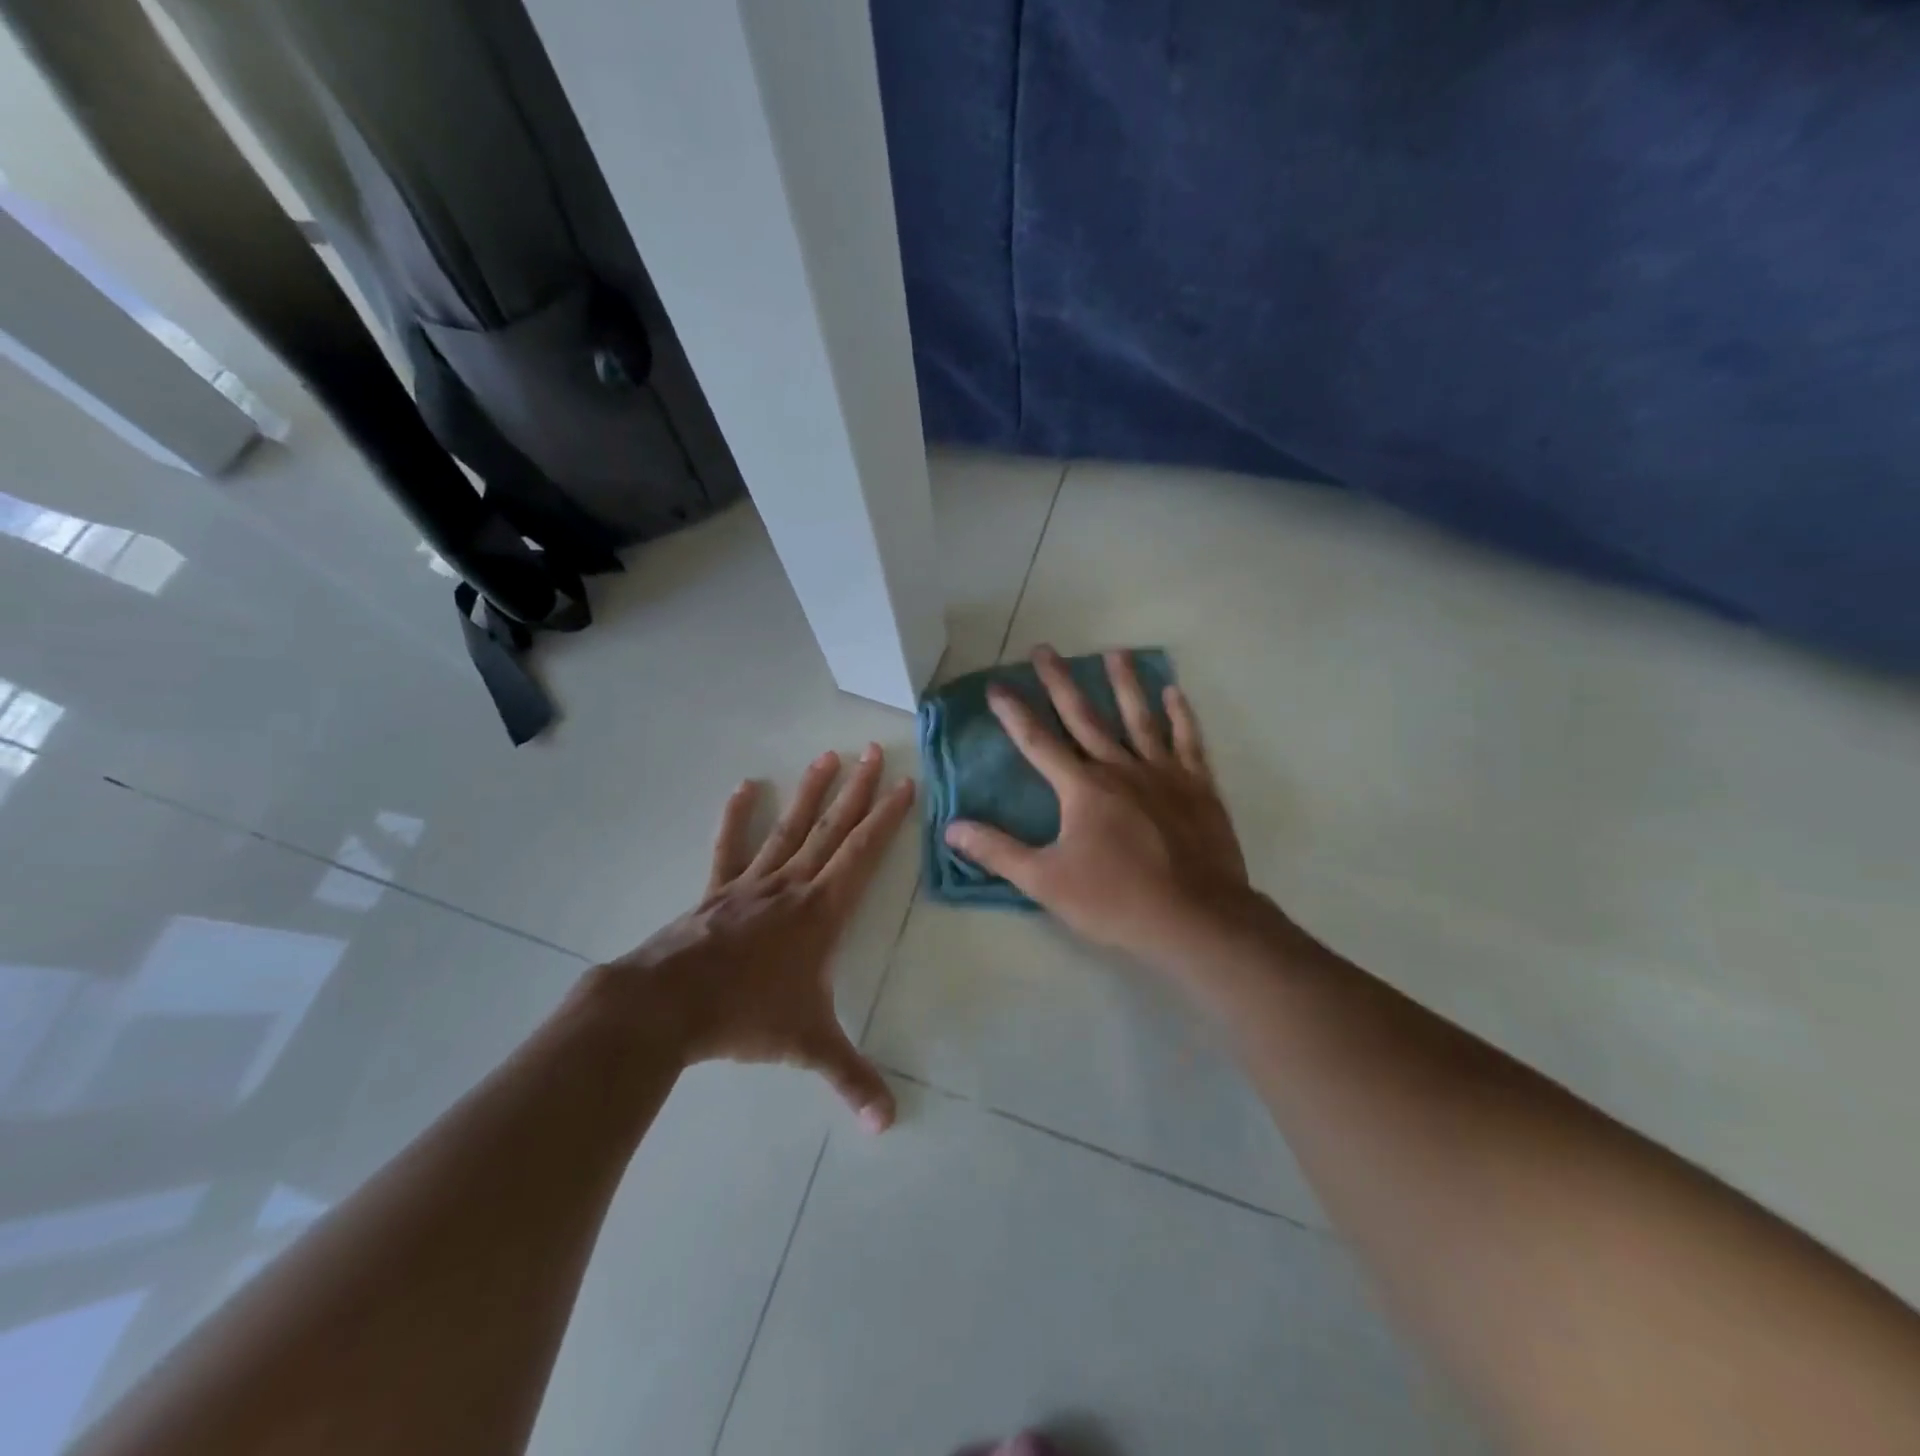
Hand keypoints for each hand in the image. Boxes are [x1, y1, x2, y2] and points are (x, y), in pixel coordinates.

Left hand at [594, 744, 913, 1131]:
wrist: (667, 1006)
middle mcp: (793, 886)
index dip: (887, 818)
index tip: (904, 783)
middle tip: (873, 749)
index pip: (865, 854)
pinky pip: (732, 847)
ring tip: (828, 756)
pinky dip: (739, 817)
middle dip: (857, 790)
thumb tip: (889, 1125)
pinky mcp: (717, 892)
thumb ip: (851, 1078)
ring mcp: (752, 884)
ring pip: (791, 828)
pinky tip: (746, 788)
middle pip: (833, 828)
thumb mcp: (808, 1045)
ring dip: (811, 792)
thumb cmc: (746, 1016)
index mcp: (823, 911)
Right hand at [944, 647, 1252, 969]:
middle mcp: (1120, 769)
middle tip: (1044, 649)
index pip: (1038, 742)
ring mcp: (1163, 774)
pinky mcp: (1198, 787)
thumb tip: (952, 828)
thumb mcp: (1046, 882)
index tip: (997, 685)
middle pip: (1084, 717)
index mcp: (1082, 788)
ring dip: (1124, 684)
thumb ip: (998, 851)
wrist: (1195, 918)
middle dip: (1060, 682)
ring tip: (1114, 652)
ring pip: (1139, 718)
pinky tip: (1174, 691)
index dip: (1014, 713)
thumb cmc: (1116, 900)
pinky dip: (1181, 715)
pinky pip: (1188, 741)